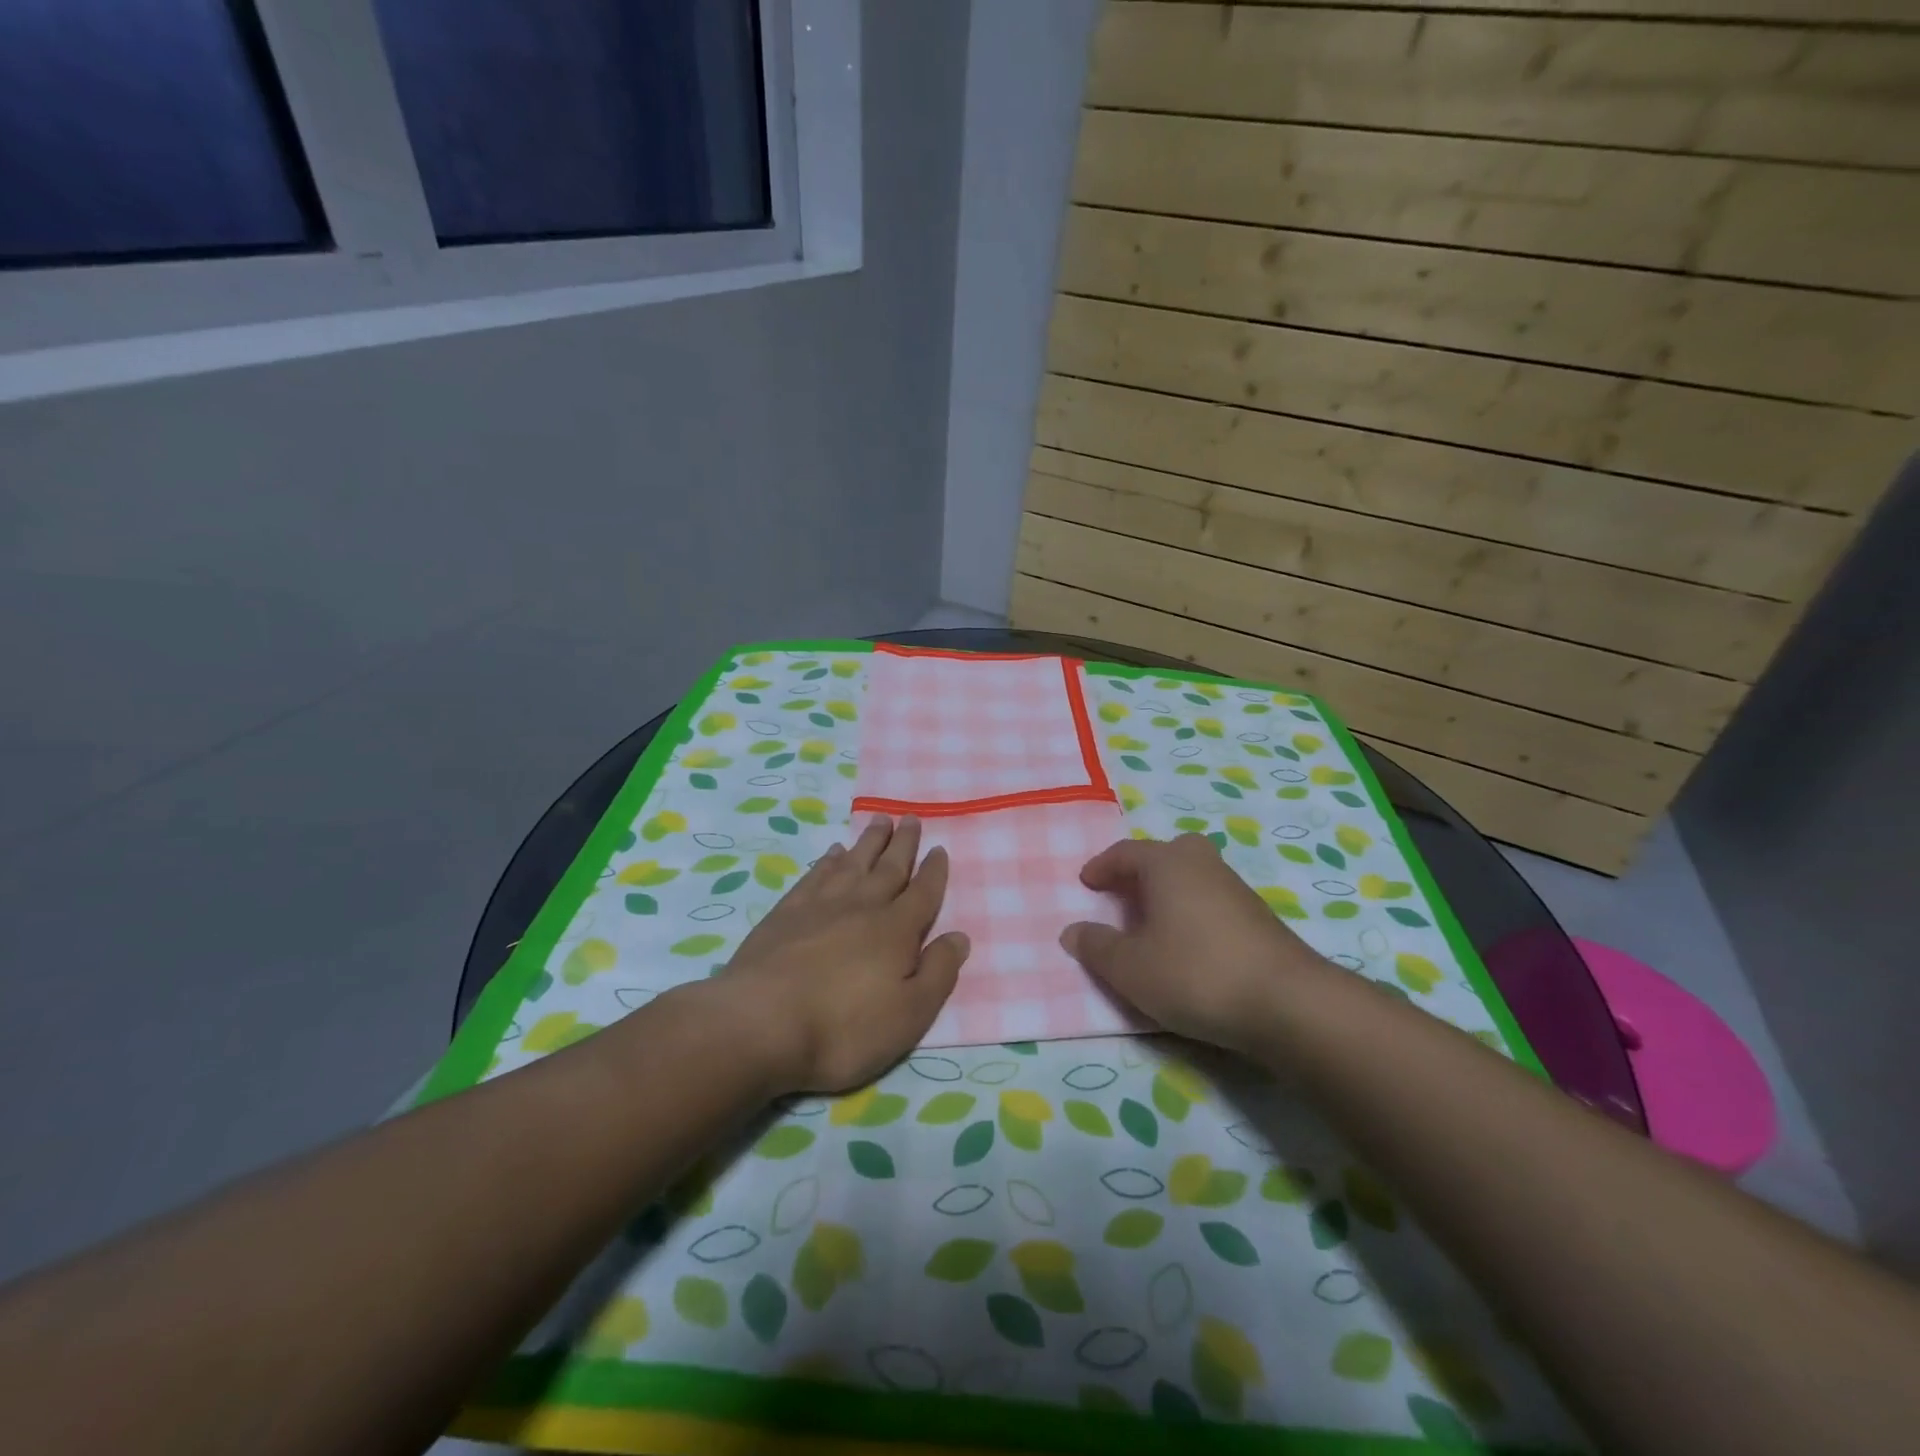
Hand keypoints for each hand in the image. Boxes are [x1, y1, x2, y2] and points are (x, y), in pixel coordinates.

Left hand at [708, 816, 967, 1094]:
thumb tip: (959, 936)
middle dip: (903, 843)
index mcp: (896, 930)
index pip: (923, 893)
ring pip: (853, 863)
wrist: (760, 1023)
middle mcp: (862, 907)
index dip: (934, 871)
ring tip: (879, 820)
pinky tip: (833, 853)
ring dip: (869, 842)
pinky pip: (815, 876)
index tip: (939, 849)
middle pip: (889, 868)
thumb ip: (938, 973)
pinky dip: (828, 861)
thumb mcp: (909, 1015)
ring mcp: (821, 906)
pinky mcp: (786, 913)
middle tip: (910, 818)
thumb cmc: (844, 1028)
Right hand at [1060, 833, 1331, 1055]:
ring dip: (1170, 891)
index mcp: (1167, 864)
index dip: (1101, 867)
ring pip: (1194, 876)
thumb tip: (1073, 931)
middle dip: (1143, 869)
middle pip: (1168, 853)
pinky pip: (1213, 900)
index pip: (1126, 852)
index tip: (1086, 883)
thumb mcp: (1130, 968)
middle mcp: (1202, 865)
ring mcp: (1236, 889)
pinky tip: (1190, 945)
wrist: (1287, 1002)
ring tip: (1153, 924)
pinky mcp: (1259, 918)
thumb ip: (1097, 947)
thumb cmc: (1195, 973)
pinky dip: (1193, 911)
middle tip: (1125, 893)